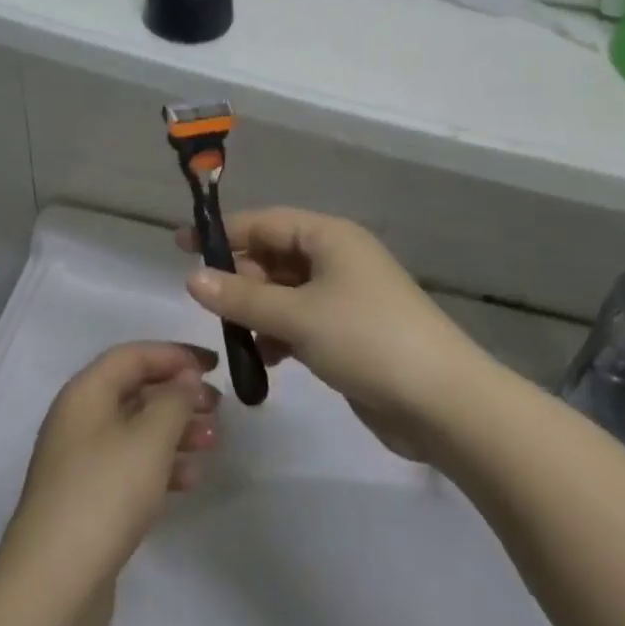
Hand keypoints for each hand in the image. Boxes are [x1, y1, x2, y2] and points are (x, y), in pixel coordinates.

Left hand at [0, 342, 220, 625]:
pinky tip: (190, 480)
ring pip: (136, 431)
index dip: (175, 355)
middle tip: (218, 407)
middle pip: (135, 391)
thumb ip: (174, 400)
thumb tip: (185, 377)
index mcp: (86, 393)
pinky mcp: (88, 500)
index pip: (134, 355)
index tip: (214, 365)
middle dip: (179, 395)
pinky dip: (161, 466)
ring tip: (213, 442)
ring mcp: (81, 462)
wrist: (52, 587)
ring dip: (176, 431)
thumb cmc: (104, 494)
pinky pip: (131, 467)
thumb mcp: (149, 439)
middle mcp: (79, 419)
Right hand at [179, 207, 484, 462]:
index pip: (264, 223)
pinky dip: (280, 334)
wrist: (443, 402)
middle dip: (240, 278)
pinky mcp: (350, 332)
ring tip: (237, 338)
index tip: (181, 246)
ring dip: (258, 311)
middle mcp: (336, 258)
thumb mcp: (297, 315)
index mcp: (328, 237)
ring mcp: (345, 296)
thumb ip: (241, 296)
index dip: (223, 234)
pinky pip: (301, 321)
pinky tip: (268, 361)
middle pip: (274, 257)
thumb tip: (191, 277)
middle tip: (207, 304)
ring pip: (285, 292)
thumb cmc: (366, 339)